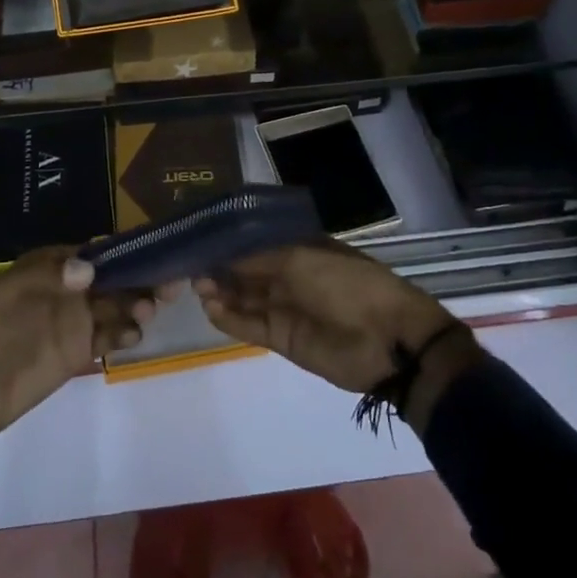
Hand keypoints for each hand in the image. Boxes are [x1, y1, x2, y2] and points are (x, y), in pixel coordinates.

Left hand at [0, 248, 154, 455]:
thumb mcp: (11, 296)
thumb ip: (51, 278)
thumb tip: (90, 266)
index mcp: (50, 267)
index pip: (95, 253)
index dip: (124, 252)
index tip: (154, 254)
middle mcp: (66, 291)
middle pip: (111, 280)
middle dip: (138, 280)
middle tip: (166, 287)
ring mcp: (70, 323)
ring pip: (113, 308)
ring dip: (134, 307)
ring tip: (147, 313)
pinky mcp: (72, 354)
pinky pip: (105, 339)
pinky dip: (122, 335)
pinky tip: (133, 336)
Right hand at [195, 241, 480, 431]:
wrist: (386, 339)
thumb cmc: (346, 283)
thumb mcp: (300, 259)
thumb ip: (258, 260)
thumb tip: (222, 258)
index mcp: (300, 247)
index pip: (257, 242)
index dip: (230, 242)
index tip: (200, 239)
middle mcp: (290, 275)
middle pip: (247, 271)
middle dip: (221, 268)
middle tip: (190, 266)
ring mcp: (286, 307)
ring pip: (245, 298)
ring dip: (221, 293)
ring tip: (196, 287)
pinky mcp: (283, 339)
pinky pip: (250, 326)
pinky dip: (230, 319)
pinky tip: (210, 309)